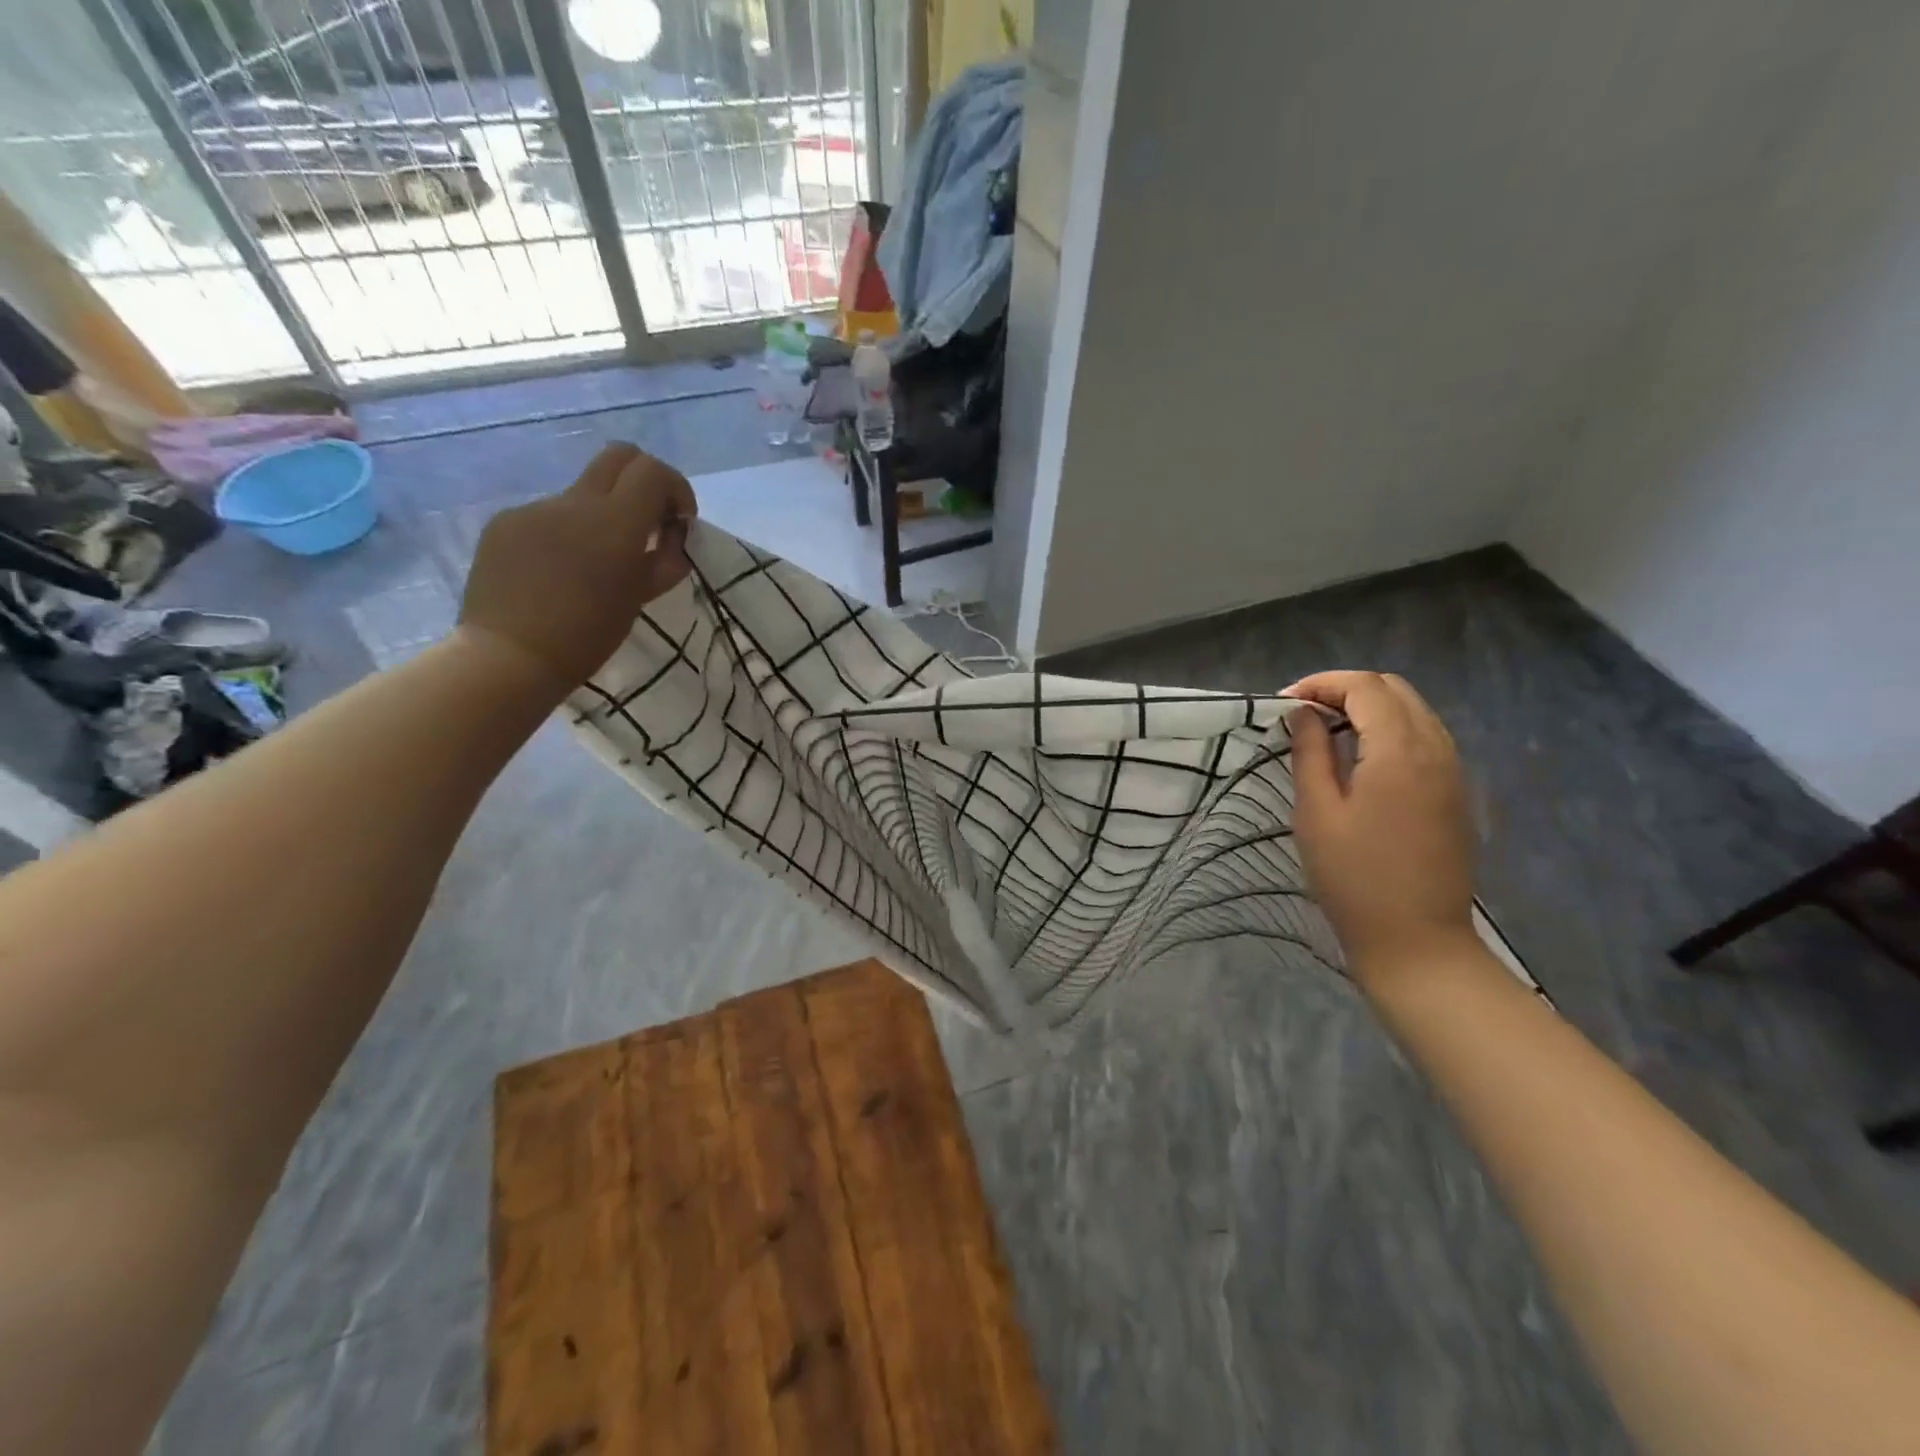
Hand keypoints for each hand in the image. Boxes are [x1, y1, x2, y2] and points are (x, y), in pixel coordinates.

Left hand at [457, 443, 695, 693]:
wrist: (510, 657)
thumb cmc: (587, 636)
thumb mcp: (639, 599)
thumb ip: (665, 559)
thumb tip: (673, 536)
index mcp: (614, 523)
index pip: (653, 471)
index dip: (675, 488)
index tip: (678, 522)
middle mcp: (574, 503)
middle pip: (619, 456)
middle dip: (643, 481)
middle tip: (648, 521)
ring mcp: (535, 509)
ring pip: (583, 493)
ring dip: (602, 516)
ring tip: (595, 564)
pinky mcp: (505, 523)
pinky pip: (548, 516)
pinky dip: (565, 534)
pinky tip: (558, 572)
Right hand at [1284, 671, 1477, 983]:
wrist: (1417, 941)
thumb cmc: (1354, 878)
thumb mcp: (1316, 813)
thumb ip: (1310, 752)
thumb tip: (1303, 713)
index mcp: (1400, 751)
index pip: (1365, 687)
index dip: (1321, 684)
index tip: (1283, 703)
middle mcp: (1436, 749)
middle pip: (1394, 690)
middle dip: (1345, 689)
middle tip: (1302, 712)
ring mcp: (1453, 771)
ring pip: (1414, 710)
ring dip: (1369, 707)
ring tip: (1326, 730)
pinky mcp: (1456, 793)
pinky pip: (1425, 737)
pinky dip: (1390, 729)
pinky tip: (1360, 756)